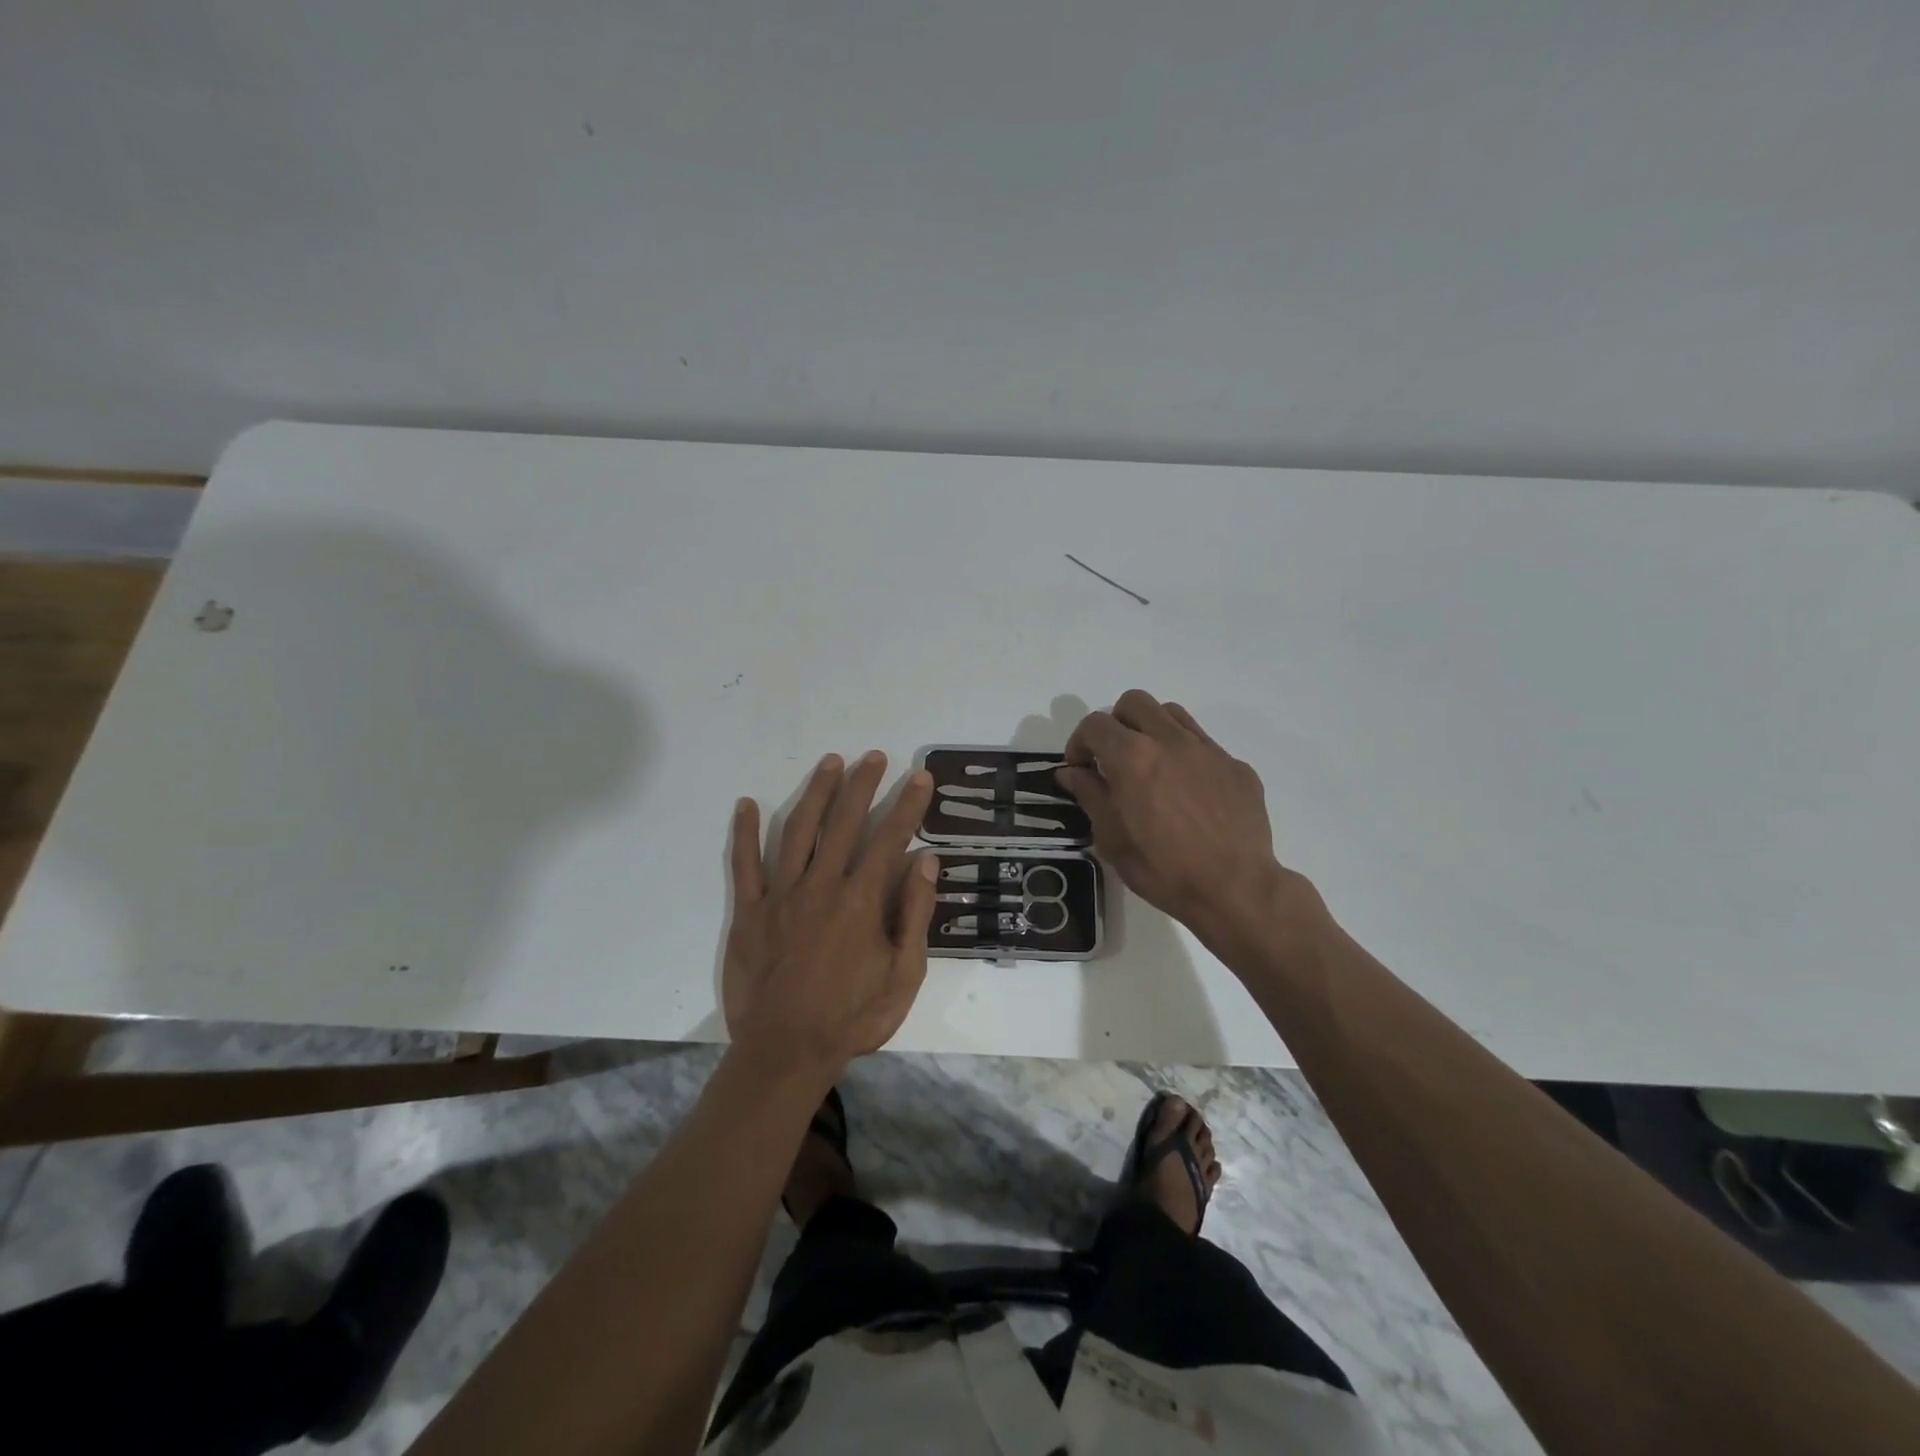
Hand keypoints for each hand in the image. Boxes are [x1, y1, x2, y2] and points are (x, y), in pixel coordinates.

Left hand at [724, 752, 937, 1081]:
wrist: (785, 1052)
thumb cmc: (852, 1017)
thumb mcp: (903, 976)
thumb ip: (915, 916)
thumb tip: (927, 862)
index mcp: (861, 901)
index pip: (890, 839)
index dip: (908, 805)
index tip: (919, 776)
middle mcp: (822, 886)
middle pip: (845, 823)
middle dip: (863, 785)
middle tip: (874, 756)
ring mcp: (781, 895)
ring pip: (798, 831)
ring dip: (816, 793)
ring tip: (830, 763)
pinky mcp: (749, 911)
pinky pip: (745, 864)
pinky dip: (744, 832)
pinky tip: (746, 804)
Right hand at [1058, 691, 1322, 948]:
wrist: (1234, 888)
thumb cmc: (1162, 868)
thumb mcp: (1111, 837)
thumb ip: (1089, 794)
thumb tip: (1071, 771)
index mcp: (1132, 756)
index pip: (1094, 724)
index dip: (1079, 743)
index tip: (1080, 769)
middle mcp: (1170, 740)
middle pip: (1134, 702)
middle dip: (1115, 724)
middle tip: (1112, 758)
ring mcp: (1208, 750)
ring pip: (1171, 714)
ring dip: (1151, 730)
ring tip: (1150, 766)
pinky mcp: (1236, 766)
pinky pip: (1203, 745)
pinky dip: (1185, 756)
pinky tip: (1188, 793)